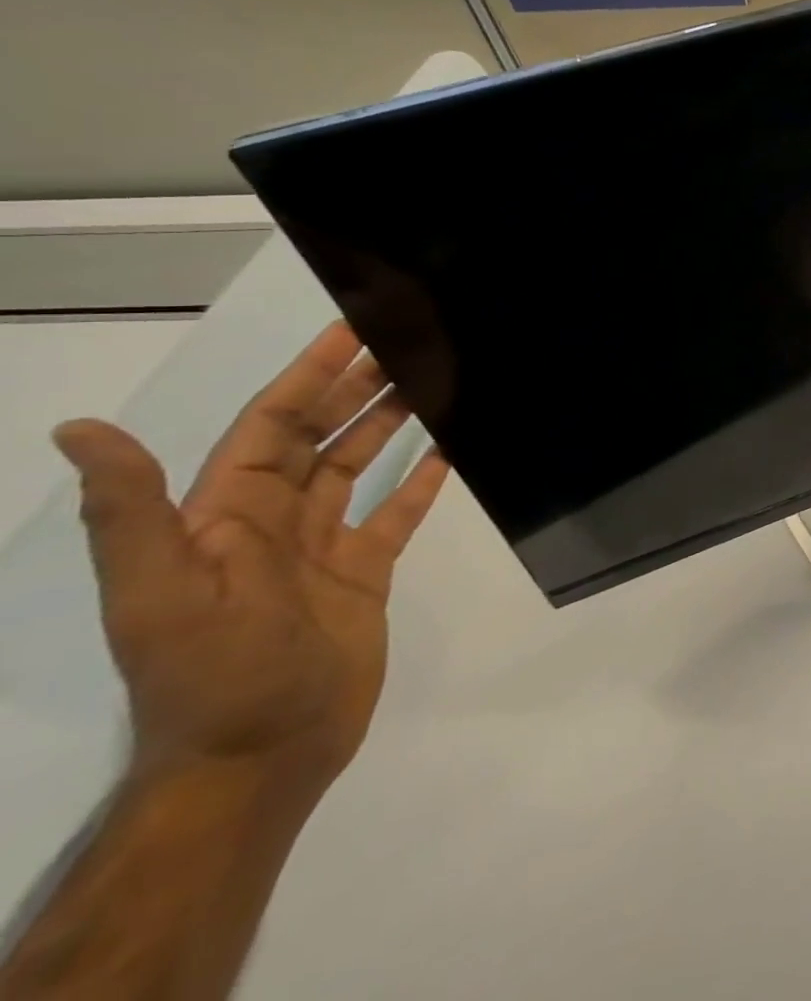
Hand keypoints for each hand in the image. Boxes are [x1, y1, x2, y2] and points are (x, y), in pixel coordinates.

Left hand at [53, 322, 449, 792]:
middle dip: (360, 387)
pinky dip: (420, 481)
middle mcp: (272, 520)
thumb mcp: (159, 595)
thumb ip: (132, 514)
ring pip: (359, 465)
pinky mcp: (364, 572)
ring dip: (392, 423)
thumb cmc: (213, 672)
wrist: (259, 759)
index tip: (351, 331)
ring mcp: (321, 546)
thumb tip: (80, 429)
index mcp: (225, 515)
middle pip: (321, 435)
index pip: (272, 424)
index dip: (309, 374)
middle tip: (409, 343)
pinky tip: (450, 451)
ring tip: (434, 383)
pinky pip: (396, 512)